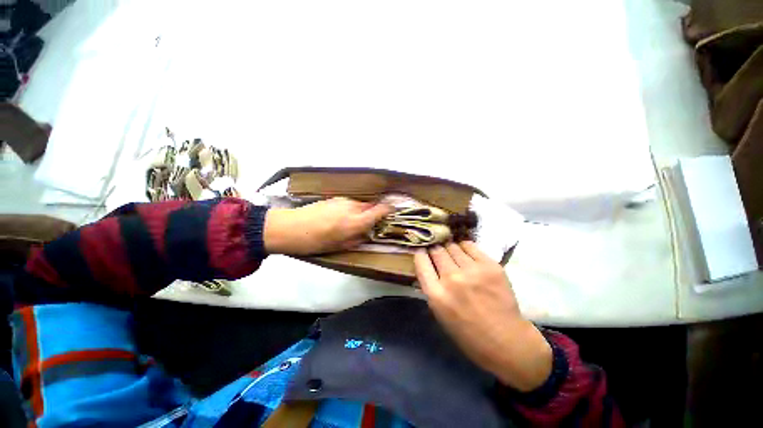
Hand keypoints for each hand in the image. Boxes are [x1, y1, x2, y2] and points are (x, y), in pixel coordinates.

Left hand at [264, 197, 392, 254]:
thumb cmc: (316, 242)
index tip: (393, 214)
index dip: (390, 210)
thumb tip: (369, 233)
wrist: (290, 228)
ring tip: (352, 222)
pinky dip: (352, 209)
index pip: (381, 210)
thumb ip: (359, 238)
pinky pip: (350, 203)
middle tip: (371, 223)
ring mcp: (343, 200)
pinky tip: (340, 217)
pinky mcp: (335, 198)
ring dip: (362, 211)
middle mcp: (353, 207)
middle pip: (372, 205)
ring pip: (361, 204)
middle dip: (375, 213)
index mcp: (356, 221)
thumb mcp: (341, 246)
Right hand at [414, 241, 551, 391]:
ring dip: (450, 249)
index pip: (421, 261)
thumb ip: (432, 287)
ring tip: (454, 254)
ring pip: (452, 246)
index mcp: (436, 294)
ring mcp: (472, 271)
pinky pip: (469, 246)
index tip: (423, 251)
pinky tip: (466, 254)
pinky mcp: (490, 266)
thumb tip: (428, 264)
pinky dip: (464, 248)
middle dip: (435, 250)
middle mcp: (451, 279)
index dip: (420, 253)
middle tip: (439, 253)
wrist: (506, 340)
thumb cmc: (467, 333)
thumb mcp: (439, 313)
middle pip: (437, 251)